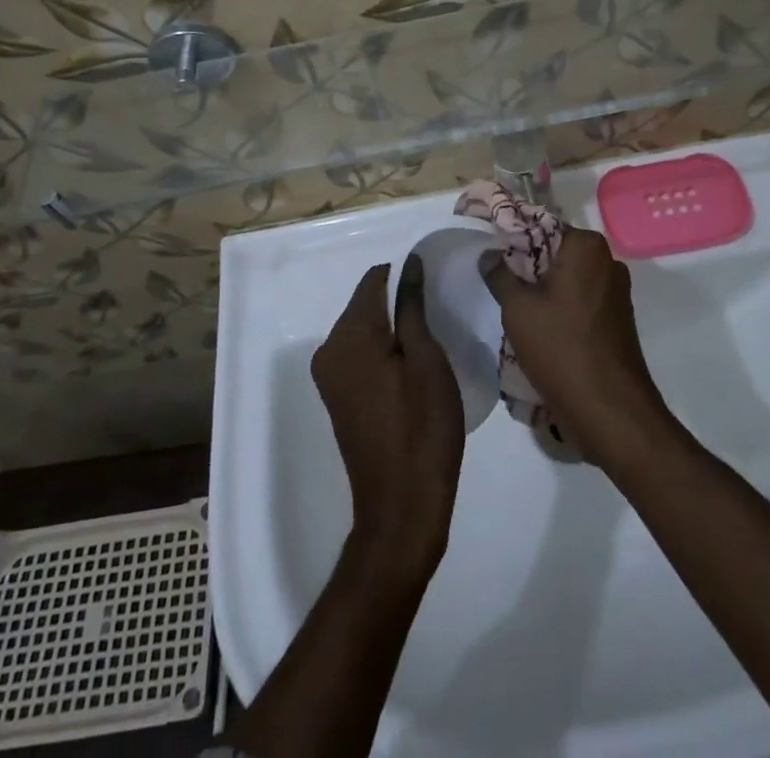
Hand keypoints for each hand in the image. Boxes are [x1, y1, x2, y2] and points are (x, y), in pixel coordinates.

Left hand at [312, 261, 464, 577]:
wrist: (402, 507)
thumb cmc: (422, 428)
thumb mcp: (427, 359)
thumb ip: (412, 305)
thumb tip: (409, 262)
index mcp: (349, 336)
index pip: (375, 279)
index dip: (406, 275)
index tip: (437, 287)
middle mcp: (329, 349)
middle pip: (367, 304)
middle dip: (400, 302)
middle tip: (440, 318)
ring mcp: (330, 376)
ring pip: (365, 330)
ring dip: (394, 328)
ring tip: (431, 344)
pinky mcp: (338, 398)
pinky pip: (361, 355)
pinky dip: (384, 352)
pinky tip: (412, 369)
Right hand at [482, 227, 670, 468]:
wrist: (610, 411)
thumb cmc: (560, 348)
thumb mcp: (517, 309)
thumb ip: (499, 274)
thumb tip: (489, 254)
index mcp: (586, 247)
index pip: (541, 225)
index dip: (512, 237)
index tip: (490, 253)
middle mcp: (608, 261)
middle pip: (556, 253)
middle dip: (527, 268)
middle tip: (499, 286)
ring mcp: (617, 293)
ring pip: (568, 280)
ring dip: (543, 292)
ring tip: (516, 313)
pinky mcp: (618, 321)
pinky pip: (581, 303)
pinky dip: (560, 310)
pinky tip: (540, 332)